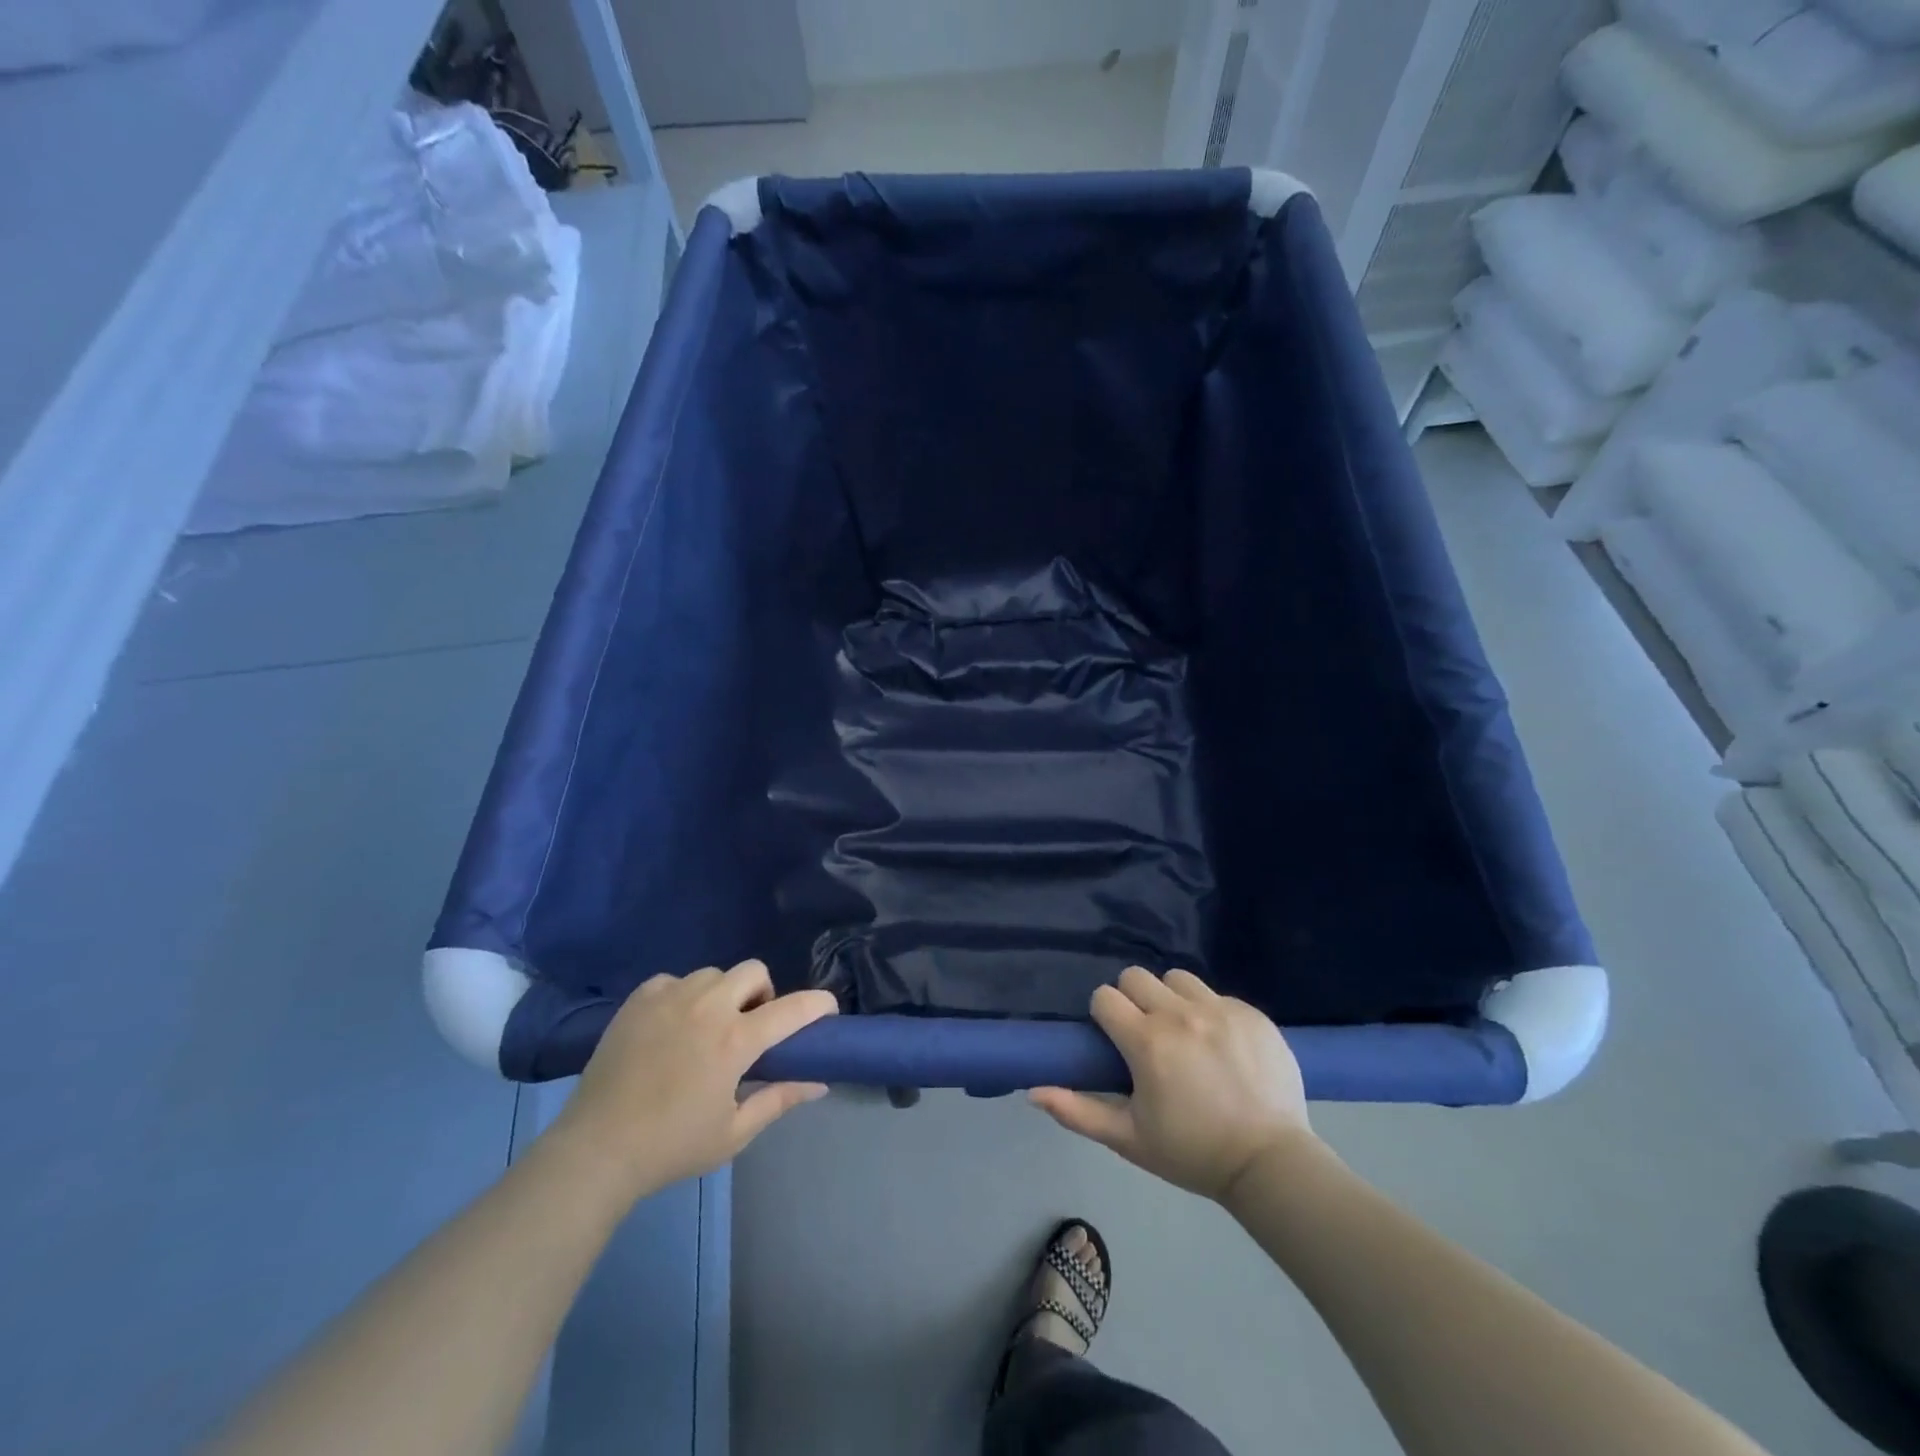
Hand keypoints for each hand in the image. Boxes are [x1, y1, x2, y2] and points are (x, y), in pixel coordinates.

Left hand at [550, 960, 836, 1200]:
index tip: (827, 1009)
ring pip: (713, 974)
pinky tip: (672, 1025)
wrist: (595, 1150)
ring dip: (723, 993)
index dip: (817, 1004)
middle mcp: (707, 1007)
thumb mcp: (734, 1133)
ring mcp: (669, 997)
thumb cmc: (671, 1146)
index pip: (792, 1009)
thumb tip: (820, 1084)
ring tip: (707, 1027)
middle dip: (763, 994)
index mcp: (735, 1040)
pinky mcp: (638, 1000)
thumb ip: (779, 1099)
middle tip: (751, 1028)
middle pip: (753, 971)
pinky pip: (674, 980)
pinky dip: (682, 996)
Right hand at [1030, 967, 1314, 1201]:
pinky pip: (1217, 994)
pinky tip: (1220, 1045)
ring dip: (1171, 998)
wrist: (1270, 1163)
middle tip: (1146, 1035)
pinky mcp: (1252, 1013)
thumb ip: (1078, 1112)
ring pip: (1177, 978)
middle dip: (1133, 999)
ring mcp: (1220, 1009)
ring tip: (1183, 1033)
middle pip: (1136, 977)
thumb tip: (1033, 1091)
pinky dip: (1209, 1012)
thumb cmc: (1192, 1152)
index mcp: (1147, 1041)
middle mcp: (1180, 1014)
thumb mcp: (1129, 1139)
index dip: (1104, 1016)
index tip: (1116, 1041)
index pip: (1105, 996)